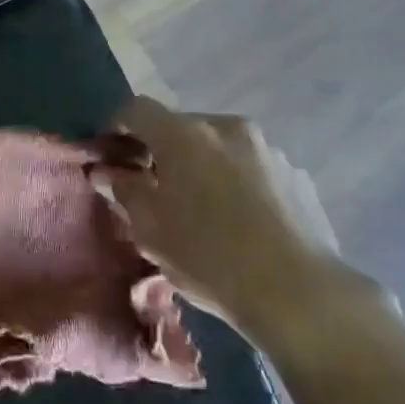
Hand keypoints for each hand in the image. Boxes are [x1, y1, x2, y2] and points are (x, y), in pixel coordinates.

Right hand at [98, 96, 384, 350]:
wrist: (299, 294)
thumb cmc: (209, 257)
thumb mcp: (150, 229)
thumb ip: (123, 191)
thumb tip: (105, 171)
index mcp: (184, 135)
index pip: (136, 109)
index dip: (116, 127)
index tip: (109, 156)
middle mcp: (226, 128)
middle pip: (180, 127)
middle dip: (161, 151)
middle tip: (152, 189)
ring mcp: (267, 149)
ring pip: (218, 146)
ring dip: (200, 165)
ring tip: (199, 209)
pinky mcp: (296, 174)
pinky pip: (250, 167)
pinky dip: (234, 181)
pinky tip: (238, 222)